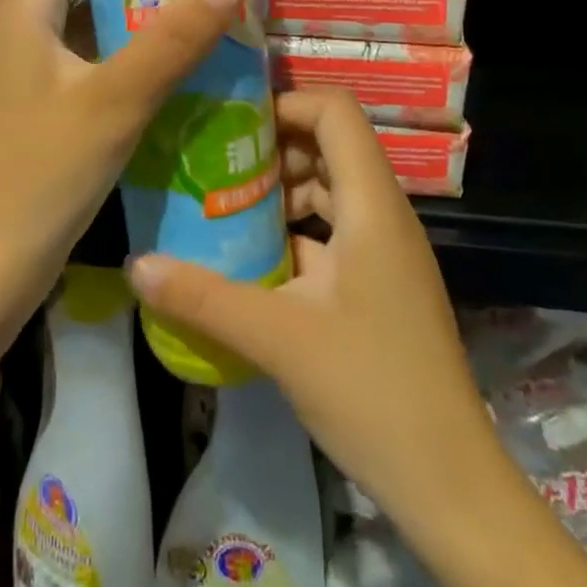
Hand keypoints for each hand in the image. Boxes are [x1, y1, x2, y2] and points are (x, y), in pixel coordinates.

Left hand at [0, 0, 251, 288]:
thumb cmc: (42, 176)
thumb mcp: (115, 101)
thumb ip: (175, 37)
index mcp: (23, 5)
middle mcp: (21, 21)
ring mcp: (30, 61)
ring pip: (93, 13)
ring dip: (144, 5)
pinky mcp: (43, 94)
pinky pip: (92, 51)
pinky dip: (131, 45)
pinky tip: (179, 54)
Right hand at [127, 89, 496, 537]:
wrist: (449, 484)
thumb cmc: (372, 392)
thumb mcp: (278, 339)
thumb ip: (203, 297)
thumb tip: (137, 265)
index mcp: (372, 205)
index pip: (336, 112)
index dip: (286, 102)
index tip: (232, 123)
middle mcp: (383, 214)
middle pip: (330, 144)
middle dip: (272, 146)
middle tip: (216, 163)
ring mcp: (384, 250)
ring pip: (329, 189)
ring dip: (280, 190)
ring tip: (223, 205)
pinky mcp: (378, 282)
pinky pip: (332, 230)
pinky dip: (293, 230)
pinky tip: (251, 257)